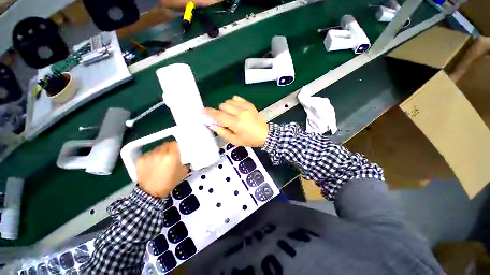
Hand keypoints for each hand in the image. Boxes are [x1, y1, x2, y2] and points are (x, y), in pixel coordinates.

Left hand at [136, 141, 188, 197]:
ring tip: (161, 160)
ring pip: (157, 149)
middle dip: (169, 148)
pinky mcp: (140, 159)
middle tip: (171, 154)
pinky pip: (148, 154)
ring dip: (160, 152)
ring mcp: (149, 155)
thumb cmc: (169, 182)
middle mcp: (160, 153)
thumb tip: (185, 158)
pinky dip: (151, 157)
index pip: (175, 143)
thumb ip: (185, 162)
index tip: (178, 149)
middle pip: (166, 144)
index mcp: (172, 155)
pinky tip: (152, 164)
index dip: (177, 146)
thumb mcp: (183, 172)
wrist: (151, 193)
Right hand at [205, 96, 268, 146]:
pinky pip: (236, 98)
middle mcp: (240, 113)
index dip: (209, 112)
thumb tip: (212, 125)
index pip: (219, 115)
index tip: (204, 111)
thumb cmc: (250, 139)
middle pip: (222, 106)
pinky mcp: (249, 104)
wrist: (265, 134)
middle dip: (219, 112)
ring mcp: (245, 107)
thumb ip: (222, 132)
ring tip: (230, 114)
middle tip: (223, 119)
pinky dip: (233, 102)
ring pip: (228, 101)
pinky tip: (235, 108)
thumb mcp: (235, 141)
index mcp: (236, 123)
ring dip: (226, 107)